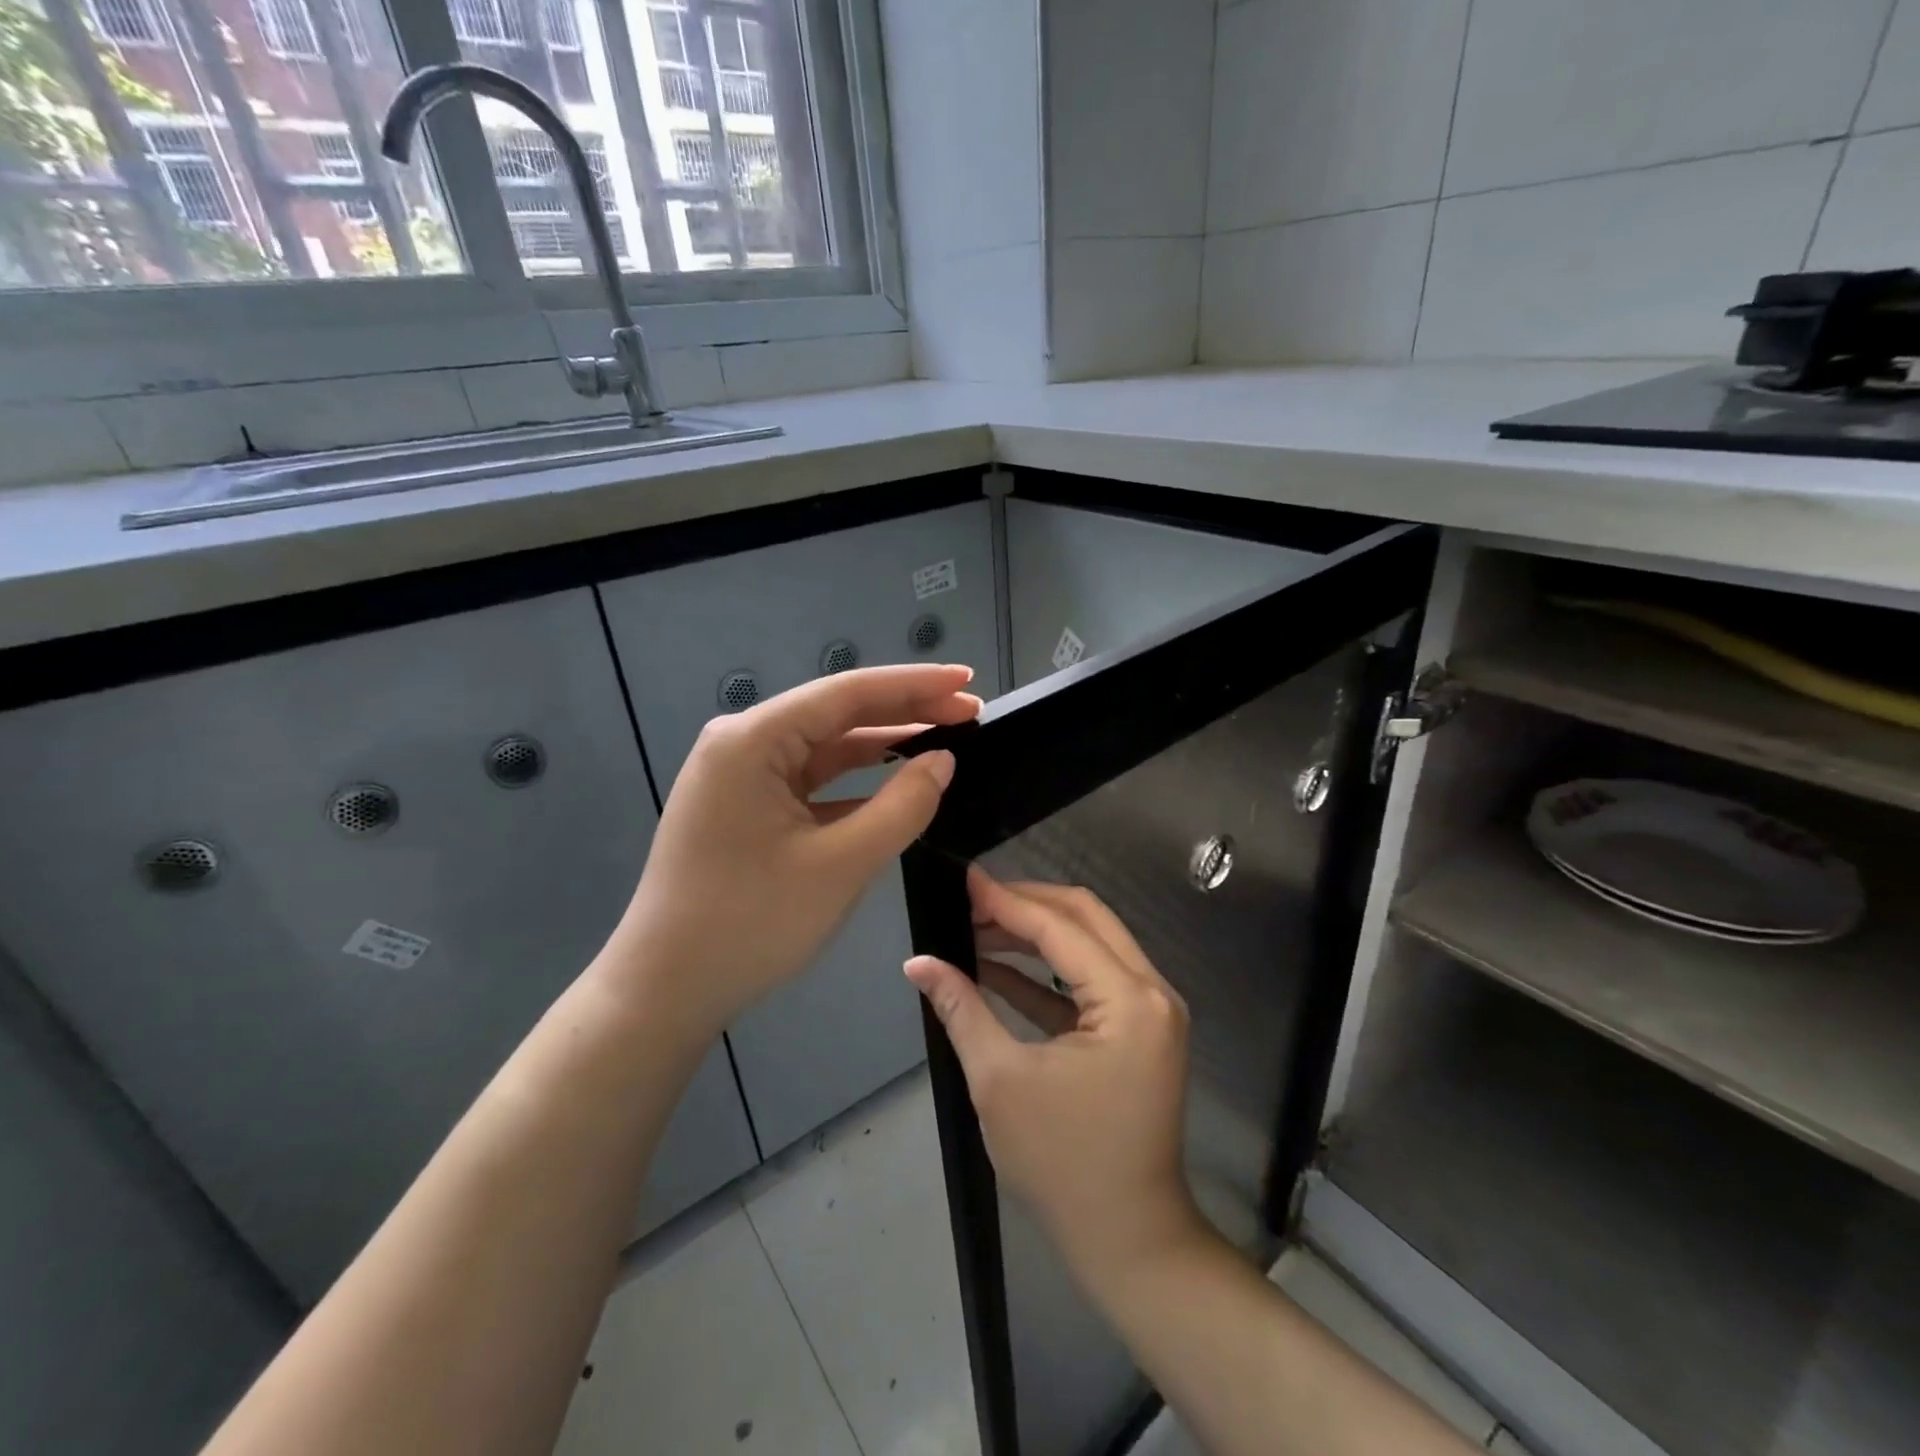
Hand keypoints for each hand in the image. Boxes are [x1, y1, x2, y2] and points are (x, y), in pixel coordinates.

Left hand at [603, 664, 980, 1041]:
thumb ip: (901, 807)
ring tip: (944, 738)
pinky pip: (811, 781)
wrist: (665, 992)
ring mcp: (741, 776)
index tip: (968, 680)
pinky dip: (856, 781)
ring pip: (826, 747)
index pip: (847, 694)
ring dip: (883, 744)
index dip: (915, 685)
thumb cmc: (749, 925)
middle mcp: (742, 743)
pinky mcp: (746, 806)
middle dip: (905, 711)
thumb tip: (943, 761)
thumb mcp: (839, 866)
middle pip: (837, 714)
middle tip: (969, 710)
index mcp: (752, 740)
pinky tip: (897, 782)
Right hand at [906, 870, 1202, 1283]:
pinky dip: (1047, 972)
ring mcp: (1150, 1009)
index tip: (963, 880)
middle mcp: (1151, 990)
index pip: (1060, 927)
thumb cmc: (1062, 1163)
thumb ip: (961, 1008)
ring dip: (1034, 934)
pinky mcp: (1138, 1029)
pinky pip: (1090, 981)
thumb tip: (917, 962)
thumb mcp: (1000, 1080)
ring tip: (976, 928)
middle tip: (970, 901)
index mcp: (1129, 999)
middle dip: (1025, 905)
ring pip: (1089, 944)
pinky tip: (996, 966)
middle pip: (1084, 918)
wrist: (1127, 1240)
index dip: (1007, 900)